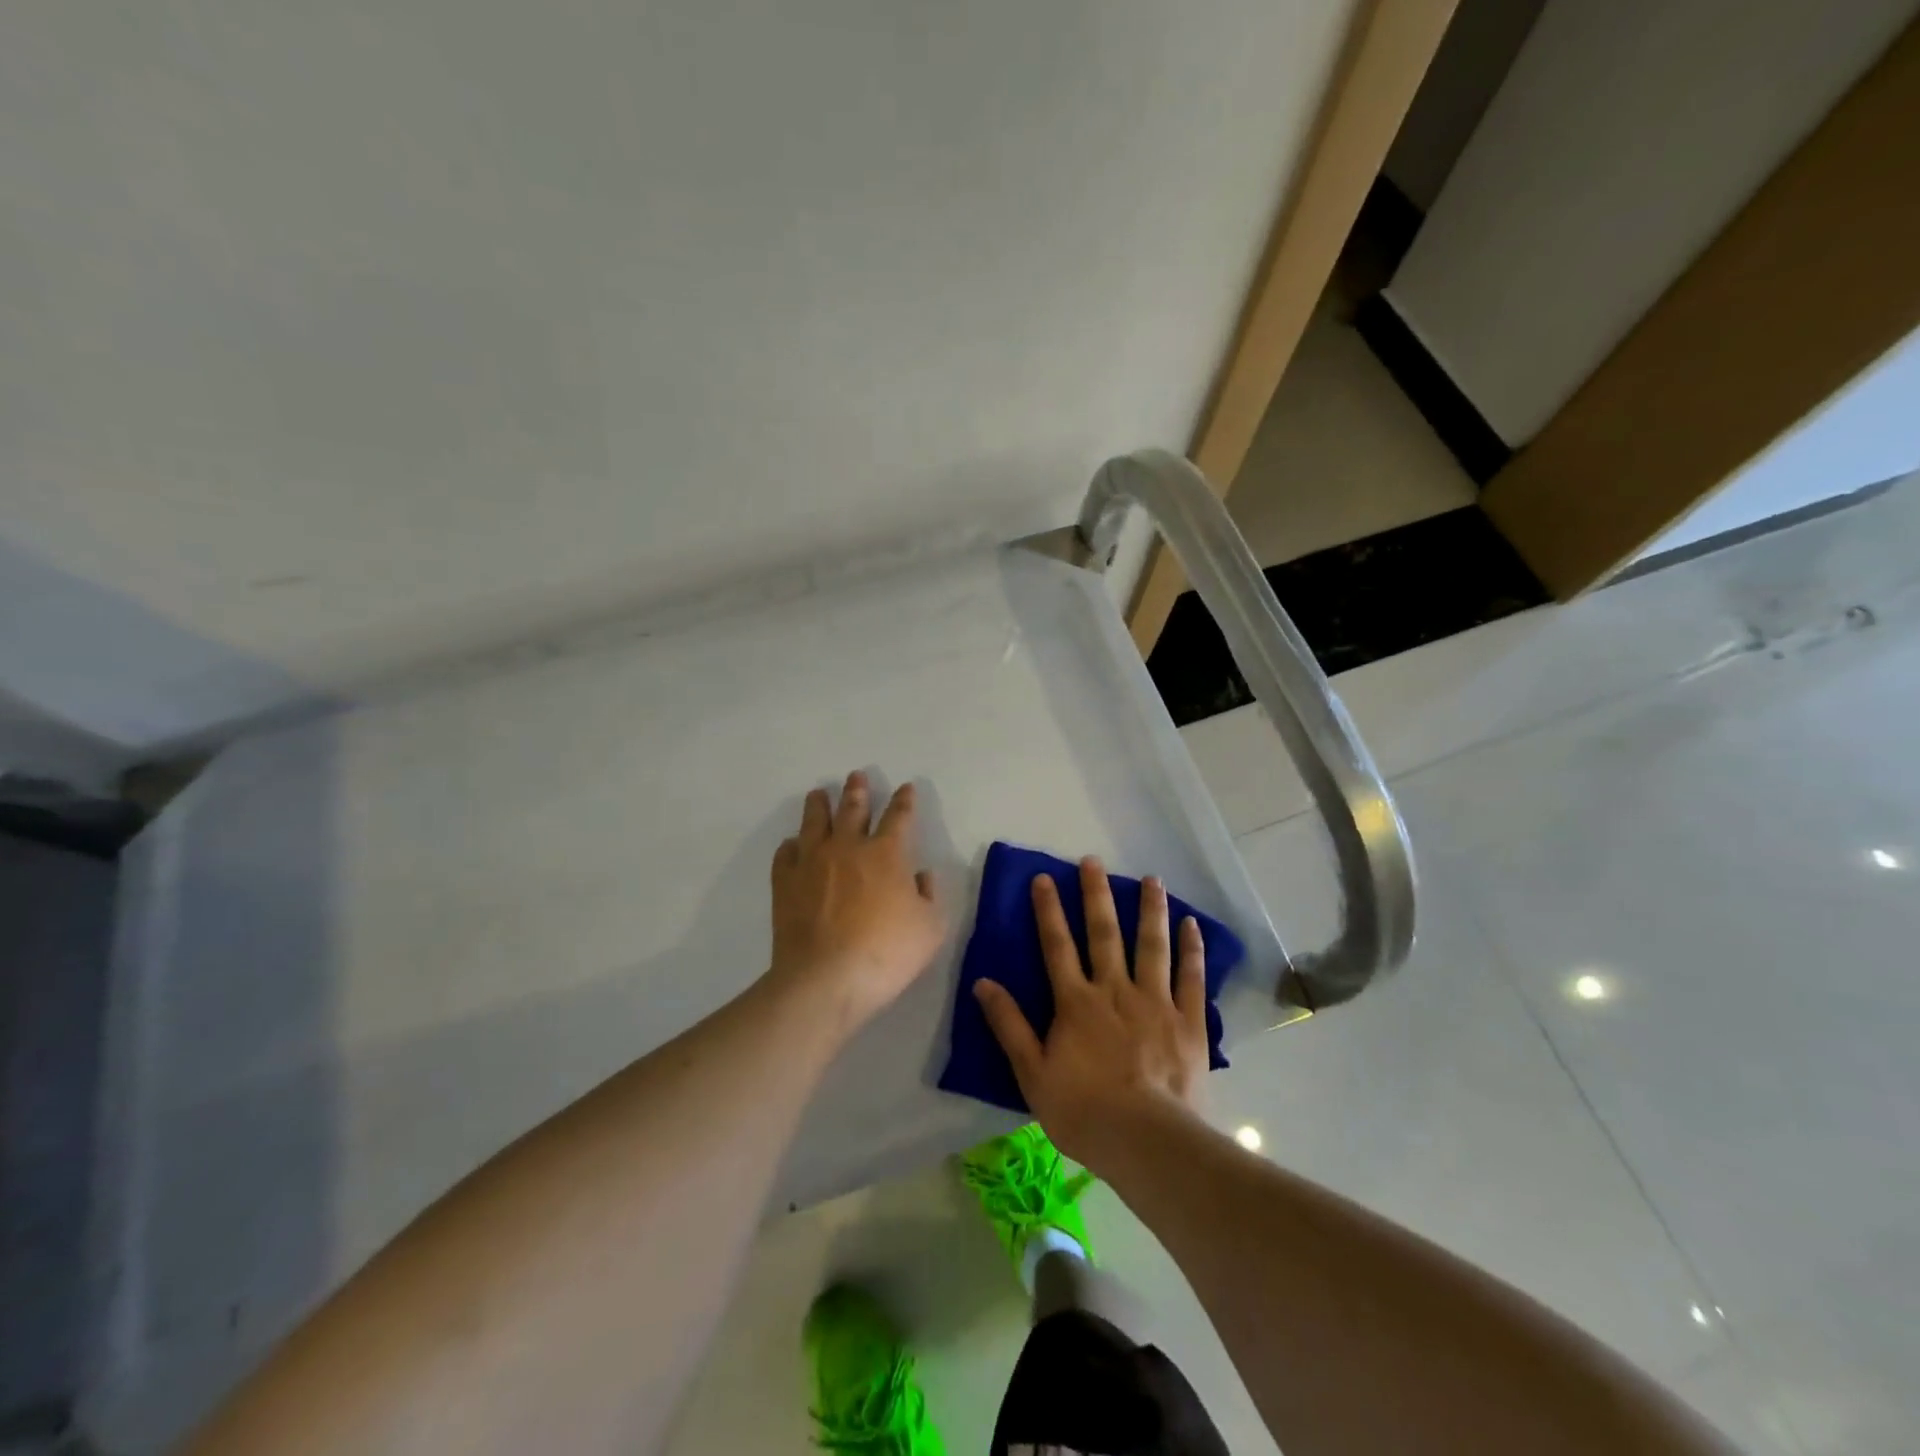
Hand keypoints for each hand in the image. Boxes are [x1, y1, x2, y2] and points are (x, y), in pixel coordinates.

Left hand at [767, 771, 946, 1035]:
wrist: (825, 979)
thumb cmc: (886, 954)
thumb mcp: (930, 929)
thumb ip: (929, 896)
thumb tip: (920, 876)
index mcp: (886, 854)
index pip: (899, 817)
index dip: (904, 801)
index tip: (906, 788)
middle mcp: (848, 847)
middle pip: (853, 809)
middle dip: (858, 790)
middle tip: (856, 775)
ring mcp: (812, 862)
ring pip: (815, 822)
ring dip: (819, 805)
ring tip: (819, 794)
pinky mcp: (785, 883)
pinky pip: (786, 853)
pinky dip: (791, 845)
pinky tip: (792, 844)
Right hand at [973, 857, 1209, 1170]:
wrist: (1146, 1141)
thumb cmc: (1083, 1111)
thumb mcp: (1032, 1073)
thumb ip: (1009, 1025)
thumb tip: (983, 982)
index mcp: (1076, 1002)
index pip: (1057, 946)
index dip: (1048, 910)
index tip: (1044, 877)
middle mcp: (1114, 990)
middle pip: (1104, 934)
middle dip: (1096, 895)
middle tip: (1093, 861)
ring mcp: (1155, 1001)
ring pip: (1151, 945)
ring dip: (1150, 909)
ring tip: (1152, 878)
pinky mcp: (1187, 1020)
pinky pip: (1190, 977)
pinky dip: (1191, 949)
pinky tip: (1192, 925)